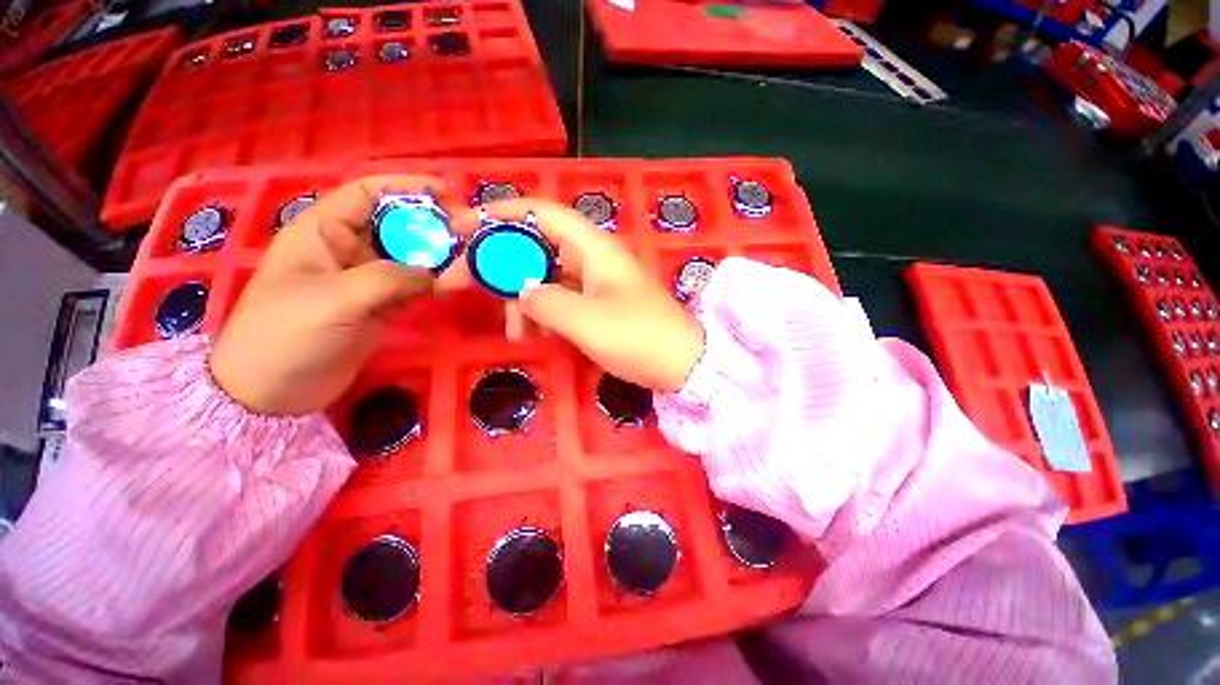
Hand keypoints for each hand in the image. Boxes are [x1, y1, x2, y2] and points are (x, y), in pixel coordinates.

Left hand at [211, 175, 458, 414]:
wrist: (274, 391)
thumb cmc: (286, 333)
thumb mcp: (334, 299)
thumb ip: (389, 279)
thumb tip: (438, 272)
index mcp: (323, 231)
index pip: (367, 193)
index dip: (406, 186)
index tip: (447, 192)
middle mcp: (349, 250)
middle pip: (398, 226)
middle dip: (432, 226)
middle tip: (470, 232)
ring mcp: (368, 280)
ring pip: (412, 259)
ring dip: (440, 259)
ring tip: (470, 261)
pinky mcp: (383, 306)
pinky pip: (416, 288)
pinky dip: (436, 285)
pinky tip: (456, 285)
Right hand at [452, 199, 704, 391]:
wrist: (682, 365)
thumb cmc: (640, 338)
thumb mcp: (587, 321)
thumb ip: (545, 302)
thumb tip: (520, 292)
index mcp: (594, 248)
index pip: (541, 213)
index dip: (501, 213)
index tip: (462, 227)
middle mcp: (592, 258)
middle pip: (536, 246)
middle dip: (500, 264)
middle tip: (462, 282)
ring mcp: (595, 283)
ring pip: (544, 278)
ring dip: (522, 300)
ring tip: (514, 331)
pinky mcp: (597, 305)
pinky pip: (560, 300)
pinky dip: (542, 315)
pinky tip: (534, 336)